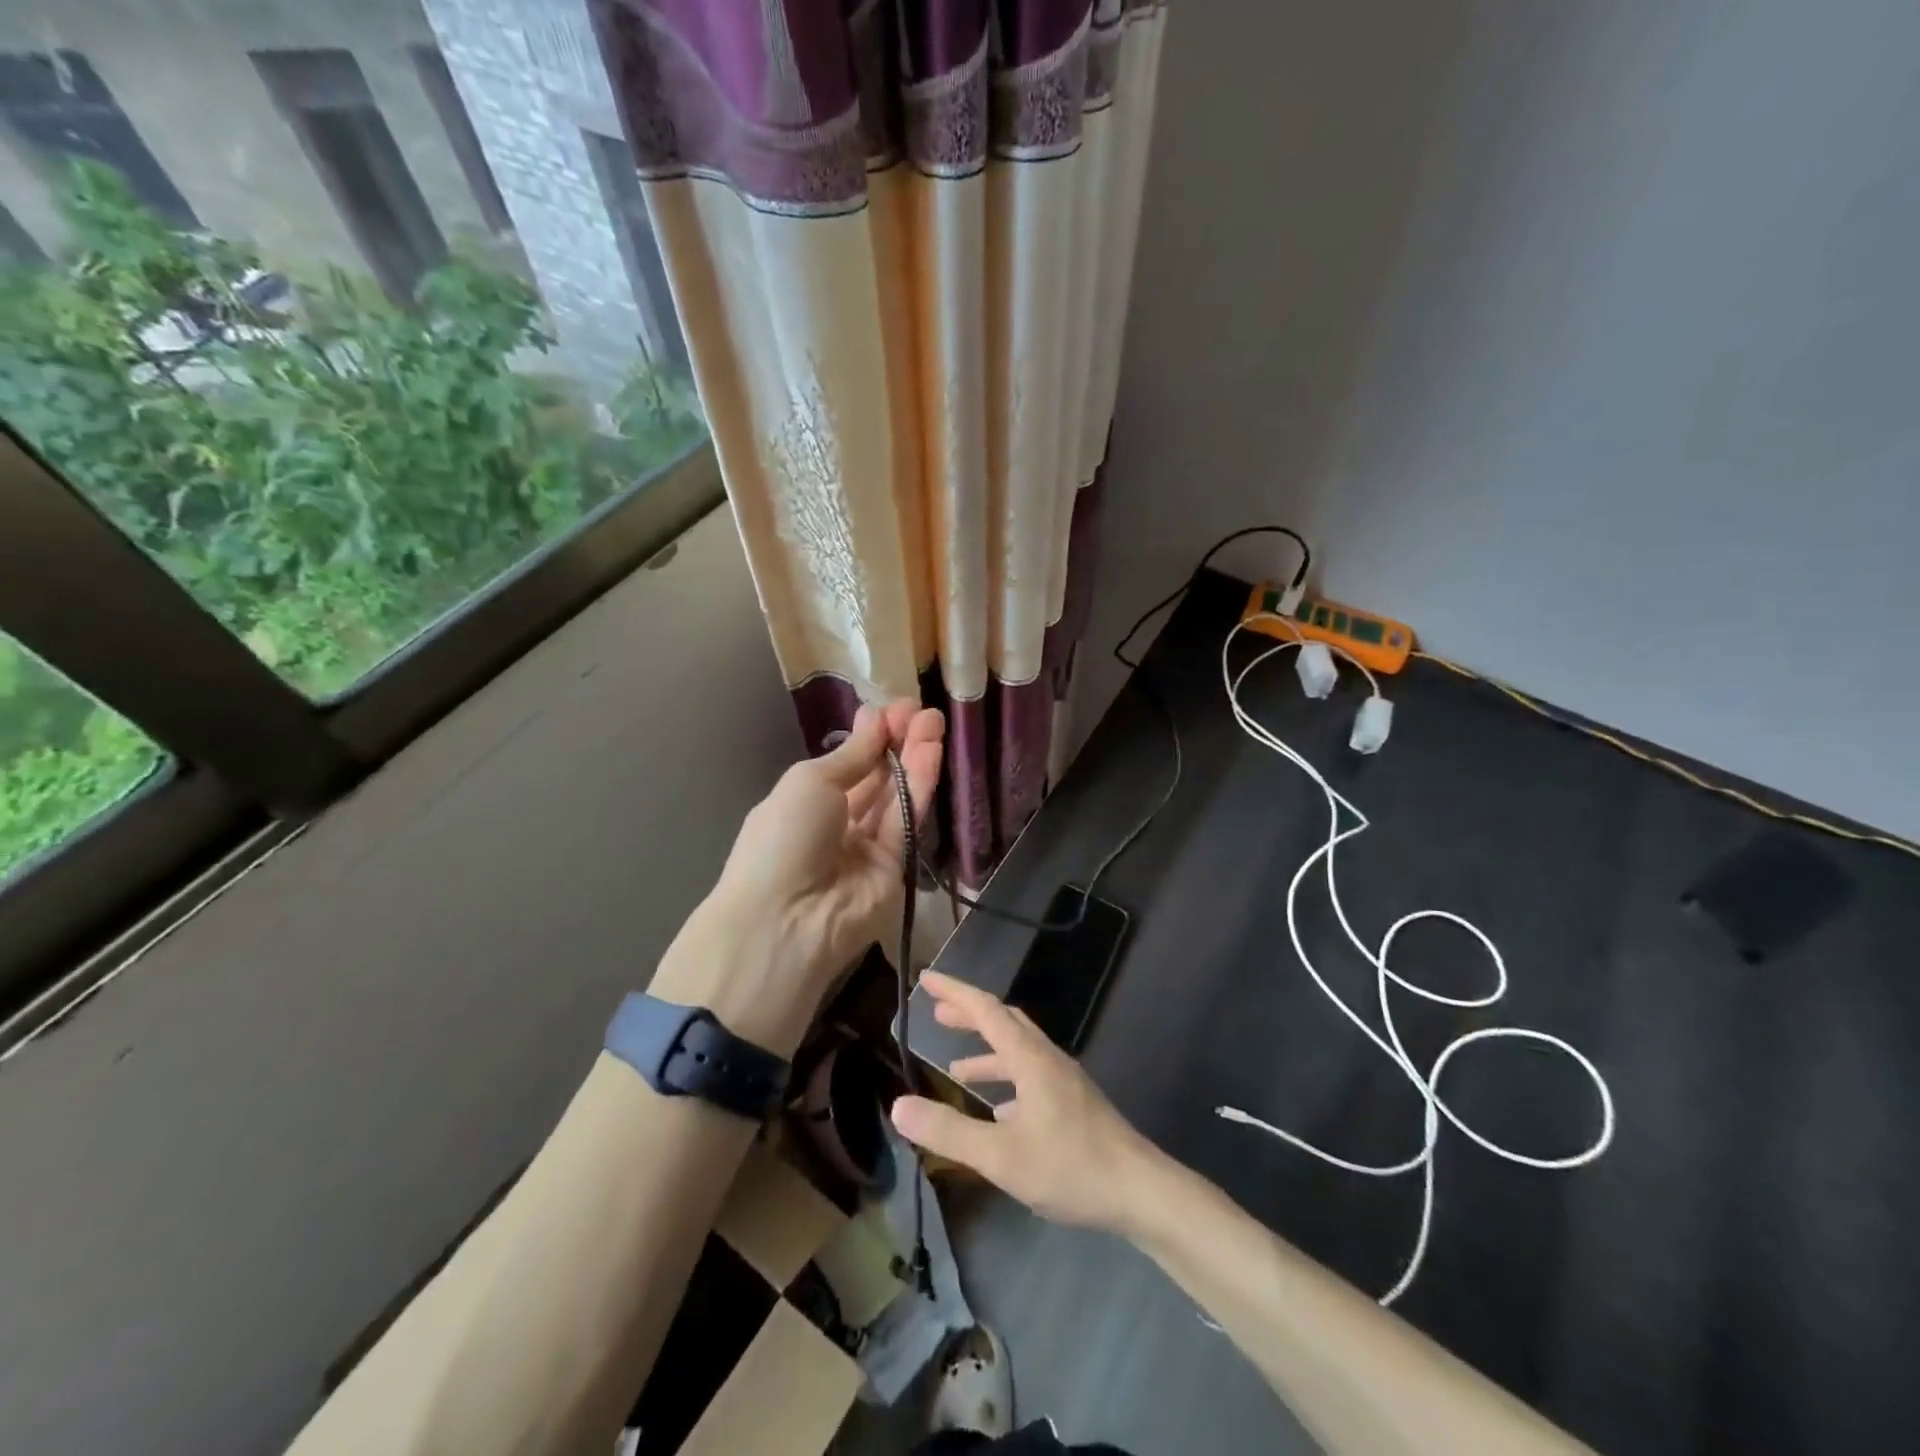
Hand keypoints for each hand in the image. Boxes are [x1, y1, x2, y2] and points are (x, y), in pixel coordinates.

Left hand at [650, 701, 943, 1054]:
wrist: (786, 921)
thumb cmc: (783, 838)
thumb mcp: (809, 782)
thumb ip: (853, 755)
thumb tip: (875, 718)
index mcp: (805, 803)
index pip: (847, 764)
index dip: (871, 736)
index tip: (895, 709)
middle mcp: (837, 824)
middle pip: (875, 778)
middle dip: (897, 742)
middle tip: (921, 710)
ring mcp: (867, 848)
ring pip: (896, 796)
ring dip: (915, 758)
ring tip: (934, 721)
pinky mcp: (896, 868)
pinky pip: (908, 820)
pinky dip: (921, 784)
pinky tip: (932, 751)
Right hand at [889, 972, 1160, 1233]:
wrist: (1139, 1190)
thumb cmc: (1069, 1166)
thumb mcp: (1000, 1156)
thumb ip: (948, 1131)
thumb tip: (898, 1105)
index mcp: (1029, 1058)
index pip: (985, 1009)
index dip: (954, 991)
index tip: (926, 978)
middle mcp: (1047, 1058)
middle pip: (1004, 1022)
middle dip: (969, 1015)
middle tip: (937, 1013)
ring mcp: (1064, 1080)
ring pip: (1018, 1050)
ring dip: (986, 1051)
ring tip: (955, 1067)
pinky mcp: (1074, 1102)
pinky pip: (1031, 1075)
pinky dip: (1006, 1079)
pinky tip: (997, 1110)